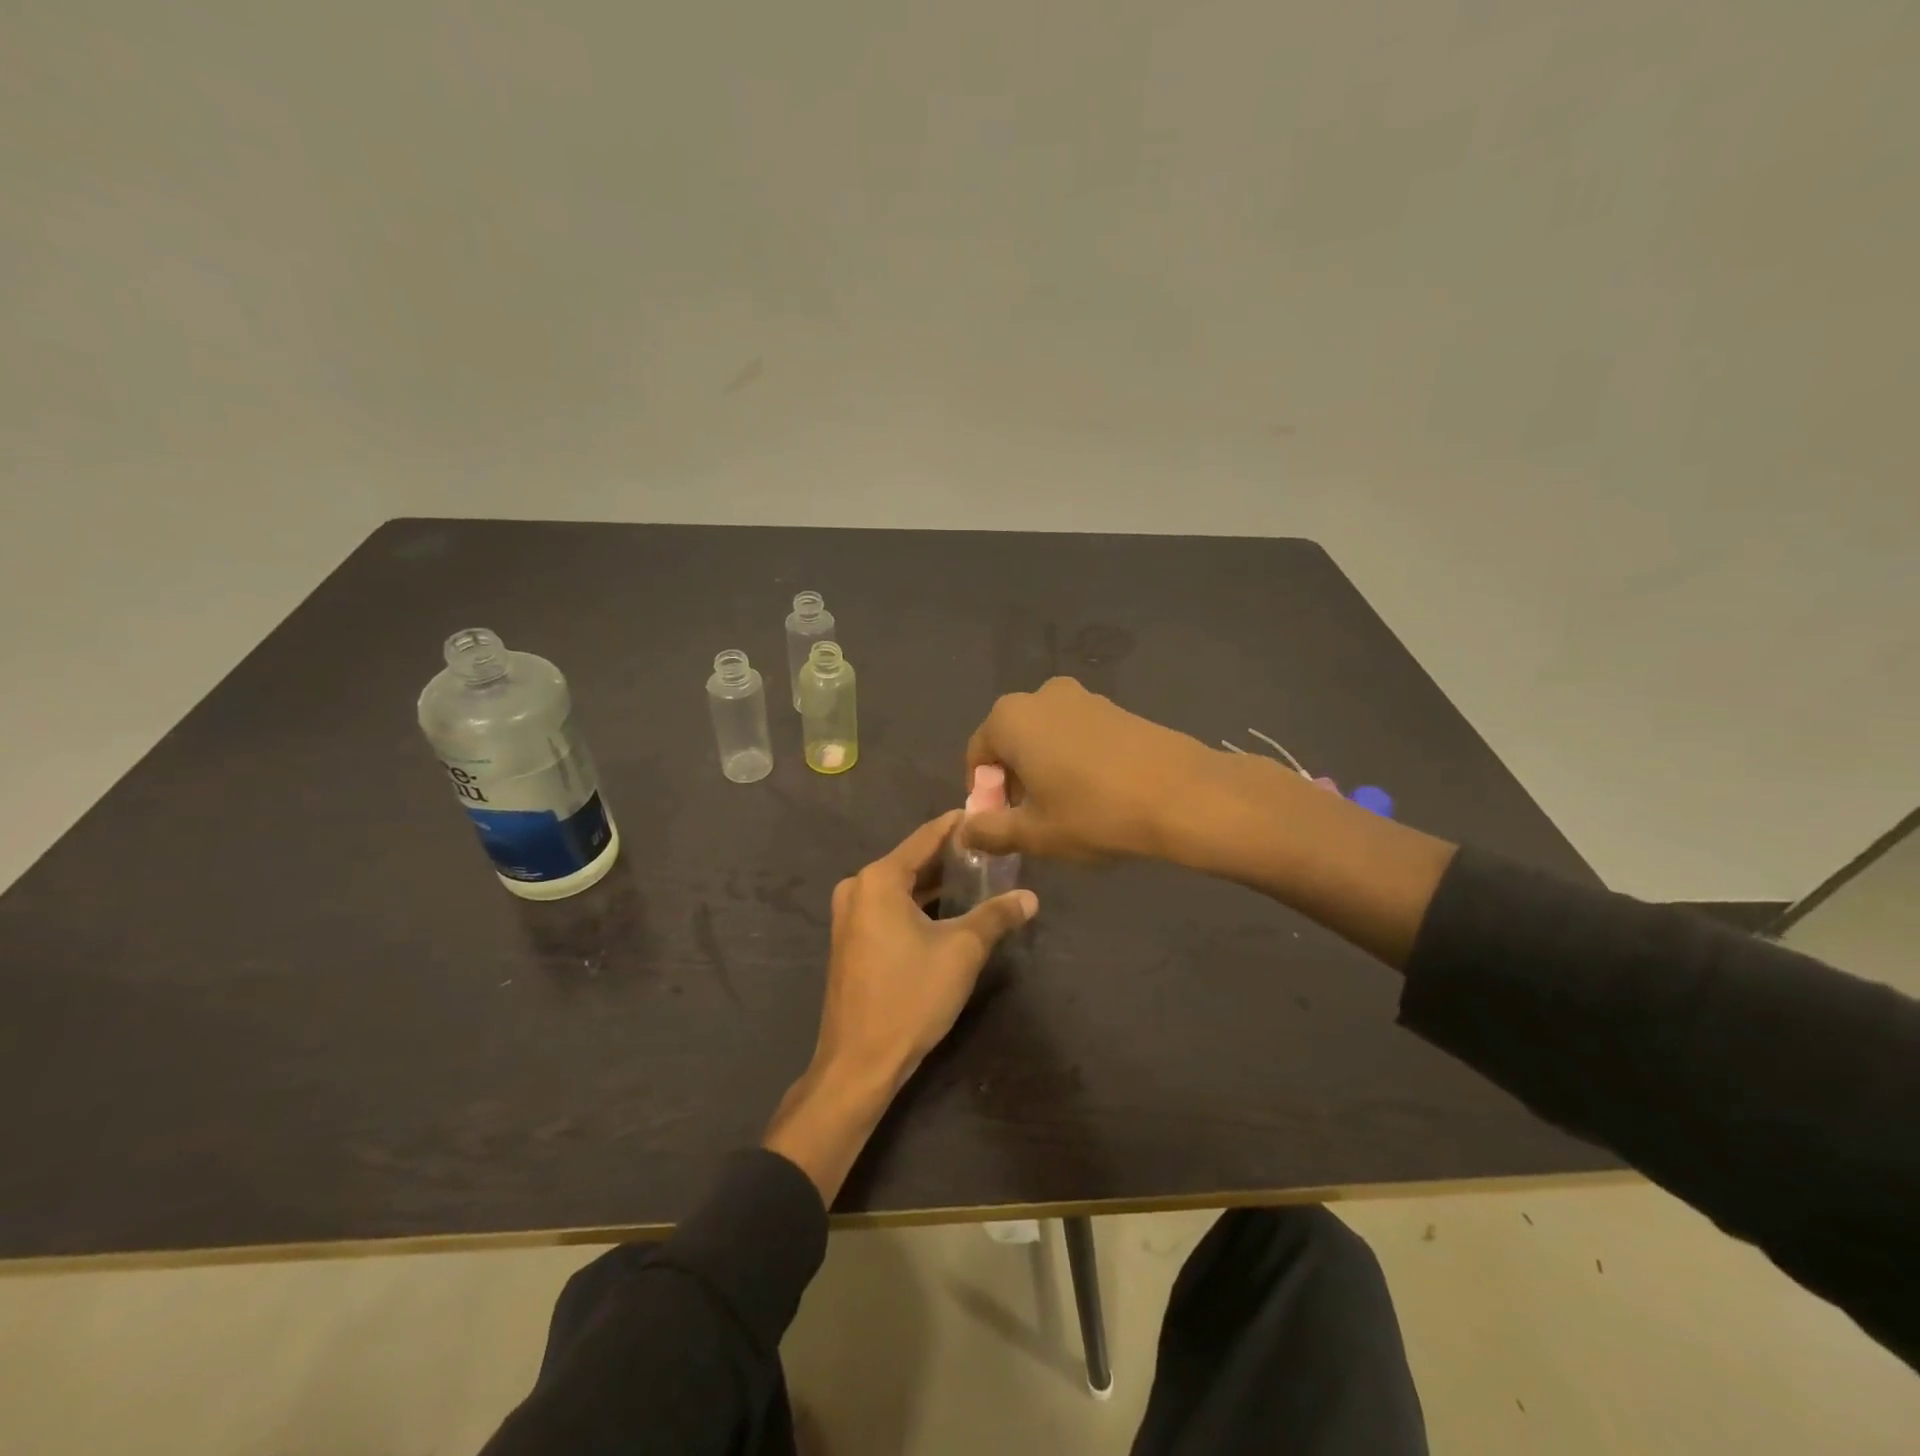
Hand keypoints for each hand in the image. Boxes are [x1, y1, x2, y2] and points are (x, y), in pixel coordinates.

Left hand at [813, 809, 1037, 1090]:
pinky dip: (919, 904)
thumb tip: (1030, 898)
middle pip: (913, 860)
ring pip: (901, 886)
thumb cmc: (910, 997)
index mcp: (879, 879)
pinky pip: (890, 907)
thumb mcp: (962, 951)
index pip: (926, 836)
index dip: (958, 825)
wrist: (859, 1062)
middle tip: (994, 848)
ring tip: (980, 876)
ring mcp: (850, 915)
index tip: (989, 814)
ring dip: (937, 883)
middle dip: (952, 856)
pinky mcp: (851, 939)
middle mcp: (858, 888)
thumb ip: (996, 916)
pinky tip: (950, 909)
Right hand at [962, 676, 1228, 861]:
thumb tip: (965, 831)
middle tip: (1032, 818)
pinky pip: (1077, 734)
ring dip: (1044, 769)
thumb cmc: (1094, 813)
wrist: (1182, 794)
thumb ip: (990, 831)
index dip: (984, 793)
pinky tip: (1097, 792)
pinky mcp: (1115, 707)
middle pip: (1011, 741)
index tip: (1002, 824)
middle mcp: (1041, 696)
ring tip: (1066, 808)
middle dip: (1014, 779)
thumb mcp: (1034, 833)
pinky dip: (1074, 759)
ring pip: (1045, 737)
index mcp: (1010, 718)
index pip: (978, 755)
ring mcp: (1083, 697)